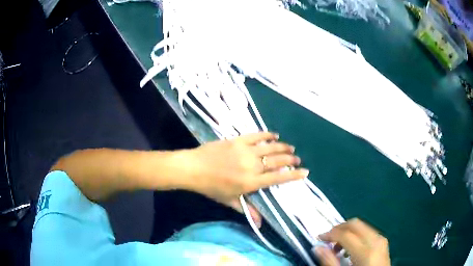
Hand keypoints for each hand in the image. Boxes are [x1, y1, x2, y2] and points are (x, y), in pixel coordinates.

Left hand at [185, 132, 308, 225]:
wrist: (193, 168)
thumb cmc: (211, 187)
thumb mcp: (230, 201)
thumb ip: (248, 210)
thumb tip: (261, 224)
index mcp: (251, 182)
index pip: (278, 178)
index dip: (294, 175)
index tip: (305, 172)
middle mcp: (252, 165)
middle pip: (277, 162)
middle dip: (290, 161)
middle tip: (297, 159)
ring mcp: (245, 151)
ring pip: (270, 147)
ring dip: (283, 147)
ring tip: (290, 149)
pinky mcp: (238, 140)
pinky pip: (256, 135)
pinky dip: (267, 134)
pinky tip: (274, 135)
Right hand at [315, 218, 390, 265]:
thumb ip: (330, 262)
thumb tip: (317, 247)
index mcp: (365, 252)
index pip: (345, 234)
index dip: (330, 234)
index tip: (319, 238)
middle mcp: (375, 241)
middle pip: (355, 224)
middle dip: (339, 228)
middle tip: (328, 239)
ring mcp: (381, 240)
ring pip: (362, 226)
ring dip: (348, 231)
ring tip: (338, 246)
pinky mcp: (383, 242)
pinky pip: (368, 231)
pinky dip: (357, 235)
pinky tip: (351, 247)